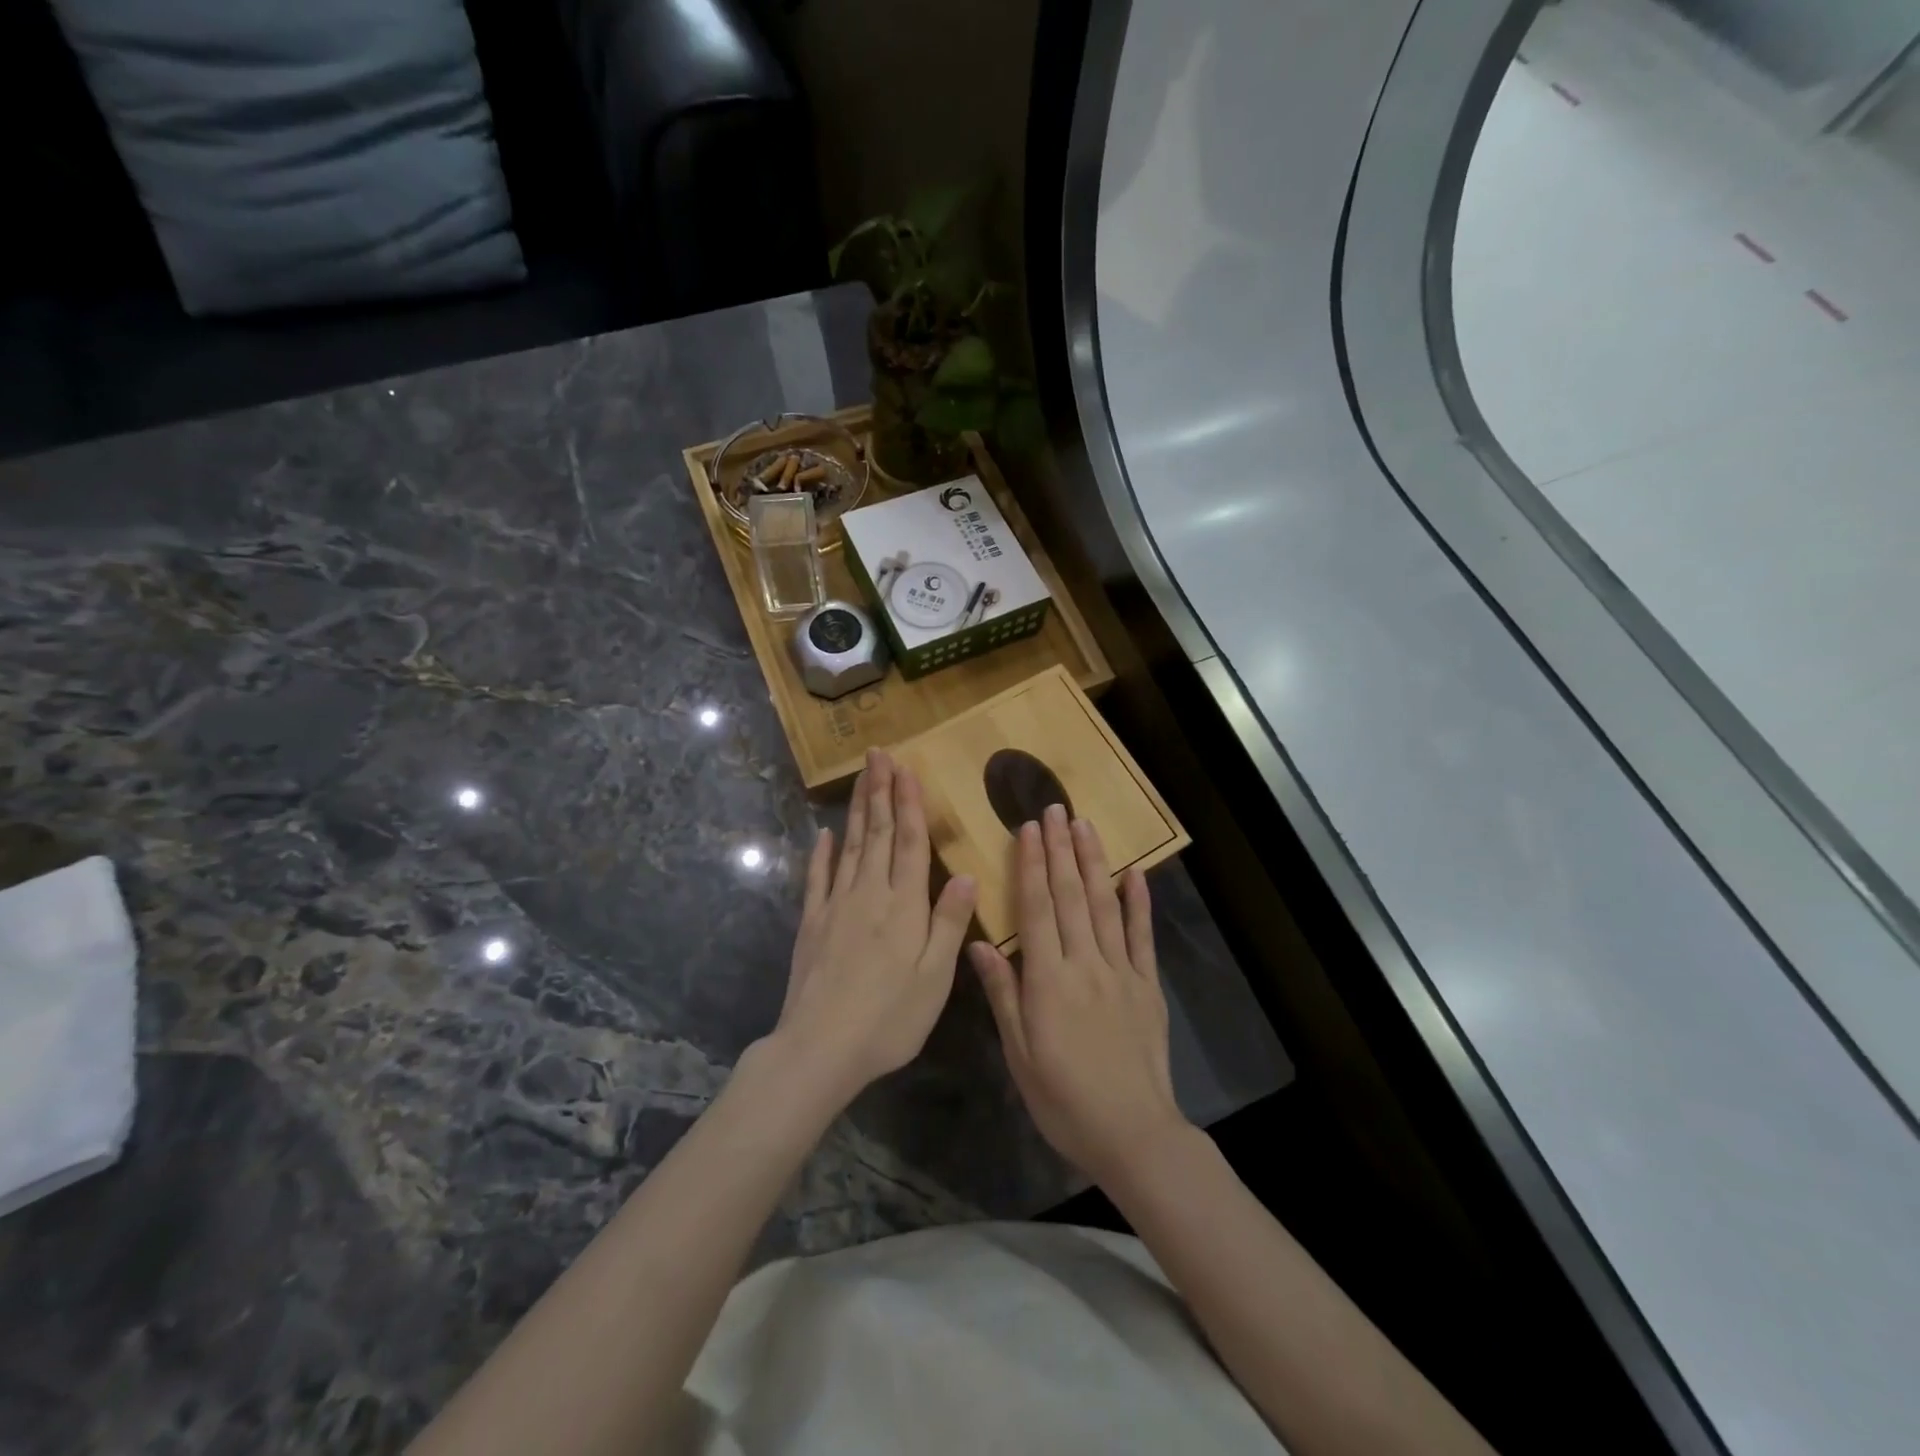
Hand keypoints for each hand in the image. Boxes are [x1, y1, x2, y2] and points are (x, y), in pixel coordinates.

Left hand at [770, 750, 976, 1105]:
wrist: (820, 1048)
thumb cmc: (889, 1018)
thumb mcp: (934, 977)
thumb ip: (949, 922)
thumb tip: (964, 873)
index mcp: (904, 906)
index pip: (908, 842)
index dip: (908, 804)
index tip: (906, 769)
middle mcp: (869, 894)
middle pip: (876, 833)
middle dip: (880, 791)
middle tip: (878, 755)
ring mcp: (835, 906)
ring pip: (849, 846)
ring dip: (856, 810)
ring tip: (861, 778)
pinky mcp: (811, 924)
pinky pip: (817, 879)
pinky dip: (821, 853)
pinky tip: (822, 835)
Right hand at [969, 804, 1190, 1188]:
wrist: (1132, 1133)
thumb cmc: (1063, 1098)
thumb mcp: (1019, 1053)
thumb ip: (1002, 994)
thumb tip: (979, 944)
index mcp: (1048, 980)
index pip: (1038, 910)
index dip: (1032, 866)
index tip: (1028, 829)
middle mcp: (1085, 964)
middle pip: (1071, 897)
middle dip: (1061, 850)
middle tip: (1055, 810)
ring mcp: (1121, 971)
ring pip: (1105, 906)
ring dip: (1094, 863)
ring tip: (1085, 826)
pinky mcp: (1147, 985)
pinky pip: (1142, 936)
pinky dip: (1139, 903)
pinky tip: (1135, 873)